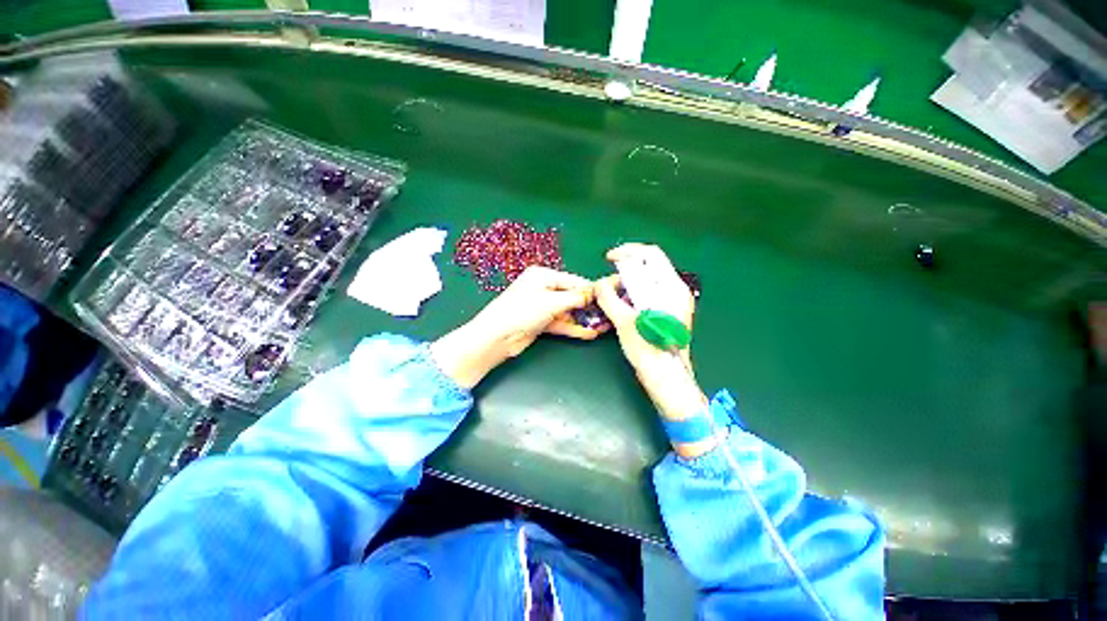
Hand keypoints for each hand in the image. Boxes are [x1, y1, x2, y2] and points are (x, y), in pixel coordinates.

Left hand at [432, 266, 600, 388]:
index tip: (610, 296)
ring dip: (583, 318)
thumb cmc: (522, 311)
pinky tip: (589, 333)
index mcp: (543, 276)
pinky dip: (574, 328)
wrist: (497, 337)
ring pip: (568, 311)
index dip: (591, 289)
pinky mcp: (541, 322)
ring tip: (604, 325)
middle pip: (572, 296)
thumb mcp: (551, 301)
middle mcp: (543, 288)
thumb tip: (595, 293)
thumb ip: (575, 298)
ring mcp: (542, 306)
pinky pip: (561, 322)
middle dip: (589, 306)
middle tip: (609, 313)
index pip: (573, 281)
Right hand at [595, 244, 714, 456]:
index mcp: (671, 288)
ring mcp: (674, 301)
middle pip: (650, 265)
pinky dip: (634, 291)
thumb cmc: (648, 351)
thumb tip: (599, 283)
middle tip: (609, 278)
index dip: (627, 251)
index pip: (650, 254)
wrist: (666, 379)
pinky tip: (623, 302)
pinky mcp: (668, 311)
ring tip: (613, 292)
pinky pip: (649, 292)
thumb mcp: (624, 322)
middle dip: (626, 267)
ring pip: (648, 279)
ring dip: (629, 280)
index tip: (608, 259)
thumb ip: (609, 298)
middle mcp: (676, 290)